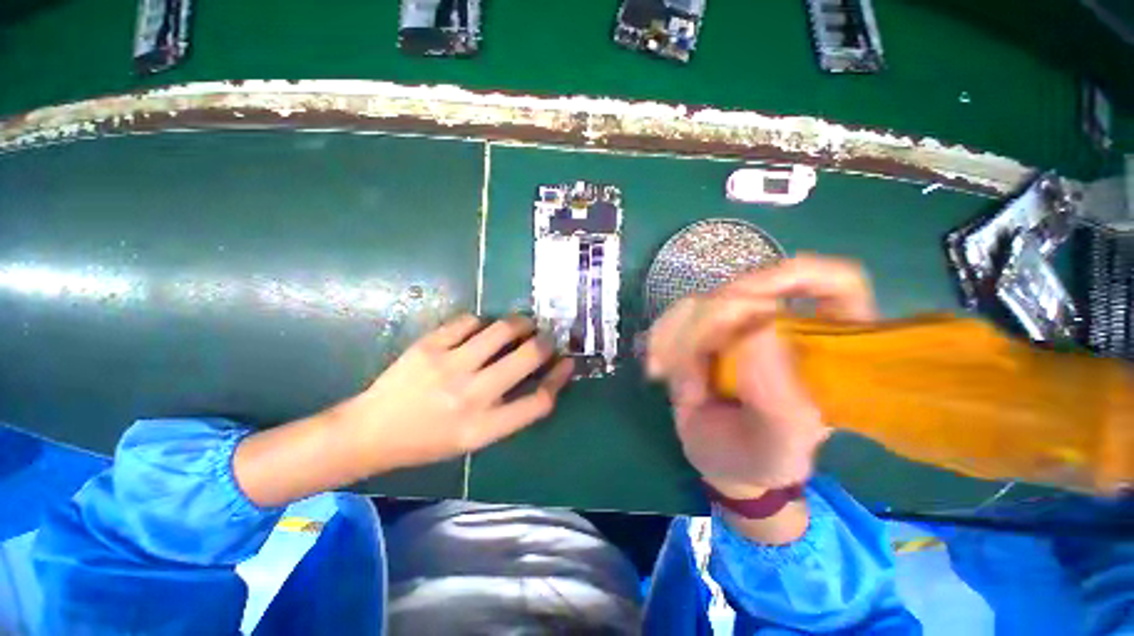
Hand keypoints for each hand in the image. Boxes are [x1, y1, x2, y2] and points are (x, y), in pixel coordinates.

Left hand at [234, 314, 572, 506]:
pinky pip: (470, 321)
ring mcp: (448, 366)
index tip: (567, 362)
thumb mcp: (474, 438)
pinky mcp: (429, 345)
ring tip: (523, 323)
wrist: (370, 431)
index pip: (538, 401)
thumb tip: (539, 375)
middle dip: (545, 342)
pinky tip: (481, 328)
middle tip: (546, 336)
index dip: (559, 378)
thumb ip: (509, 410)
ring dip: (520, 323)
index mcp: (483, 428)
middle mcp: (471, 396)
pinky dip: (482, 322)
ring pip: (502, 330)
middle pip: (527, 357)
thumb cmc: (427, 441)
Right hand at [646, 255, 877, 495]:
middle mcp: (783, 324)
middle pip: (741, 292)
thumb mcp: (777, 450)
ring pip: (699, 303)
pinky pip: (674, 315)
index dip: (795, 276)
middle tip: (690, 384)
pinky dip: (660, 339)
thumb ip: (781, 404)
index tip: (749, 298)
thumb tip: (758, 331)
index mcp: (825, 349)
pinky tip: (658, 369)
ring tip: (680, 389)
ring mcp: (739, 323)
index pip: (835, 284)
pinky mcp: (704, 328)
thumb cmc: (757, 459)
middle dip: (705, 335)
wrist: (717, 457)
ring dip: (677, 345)